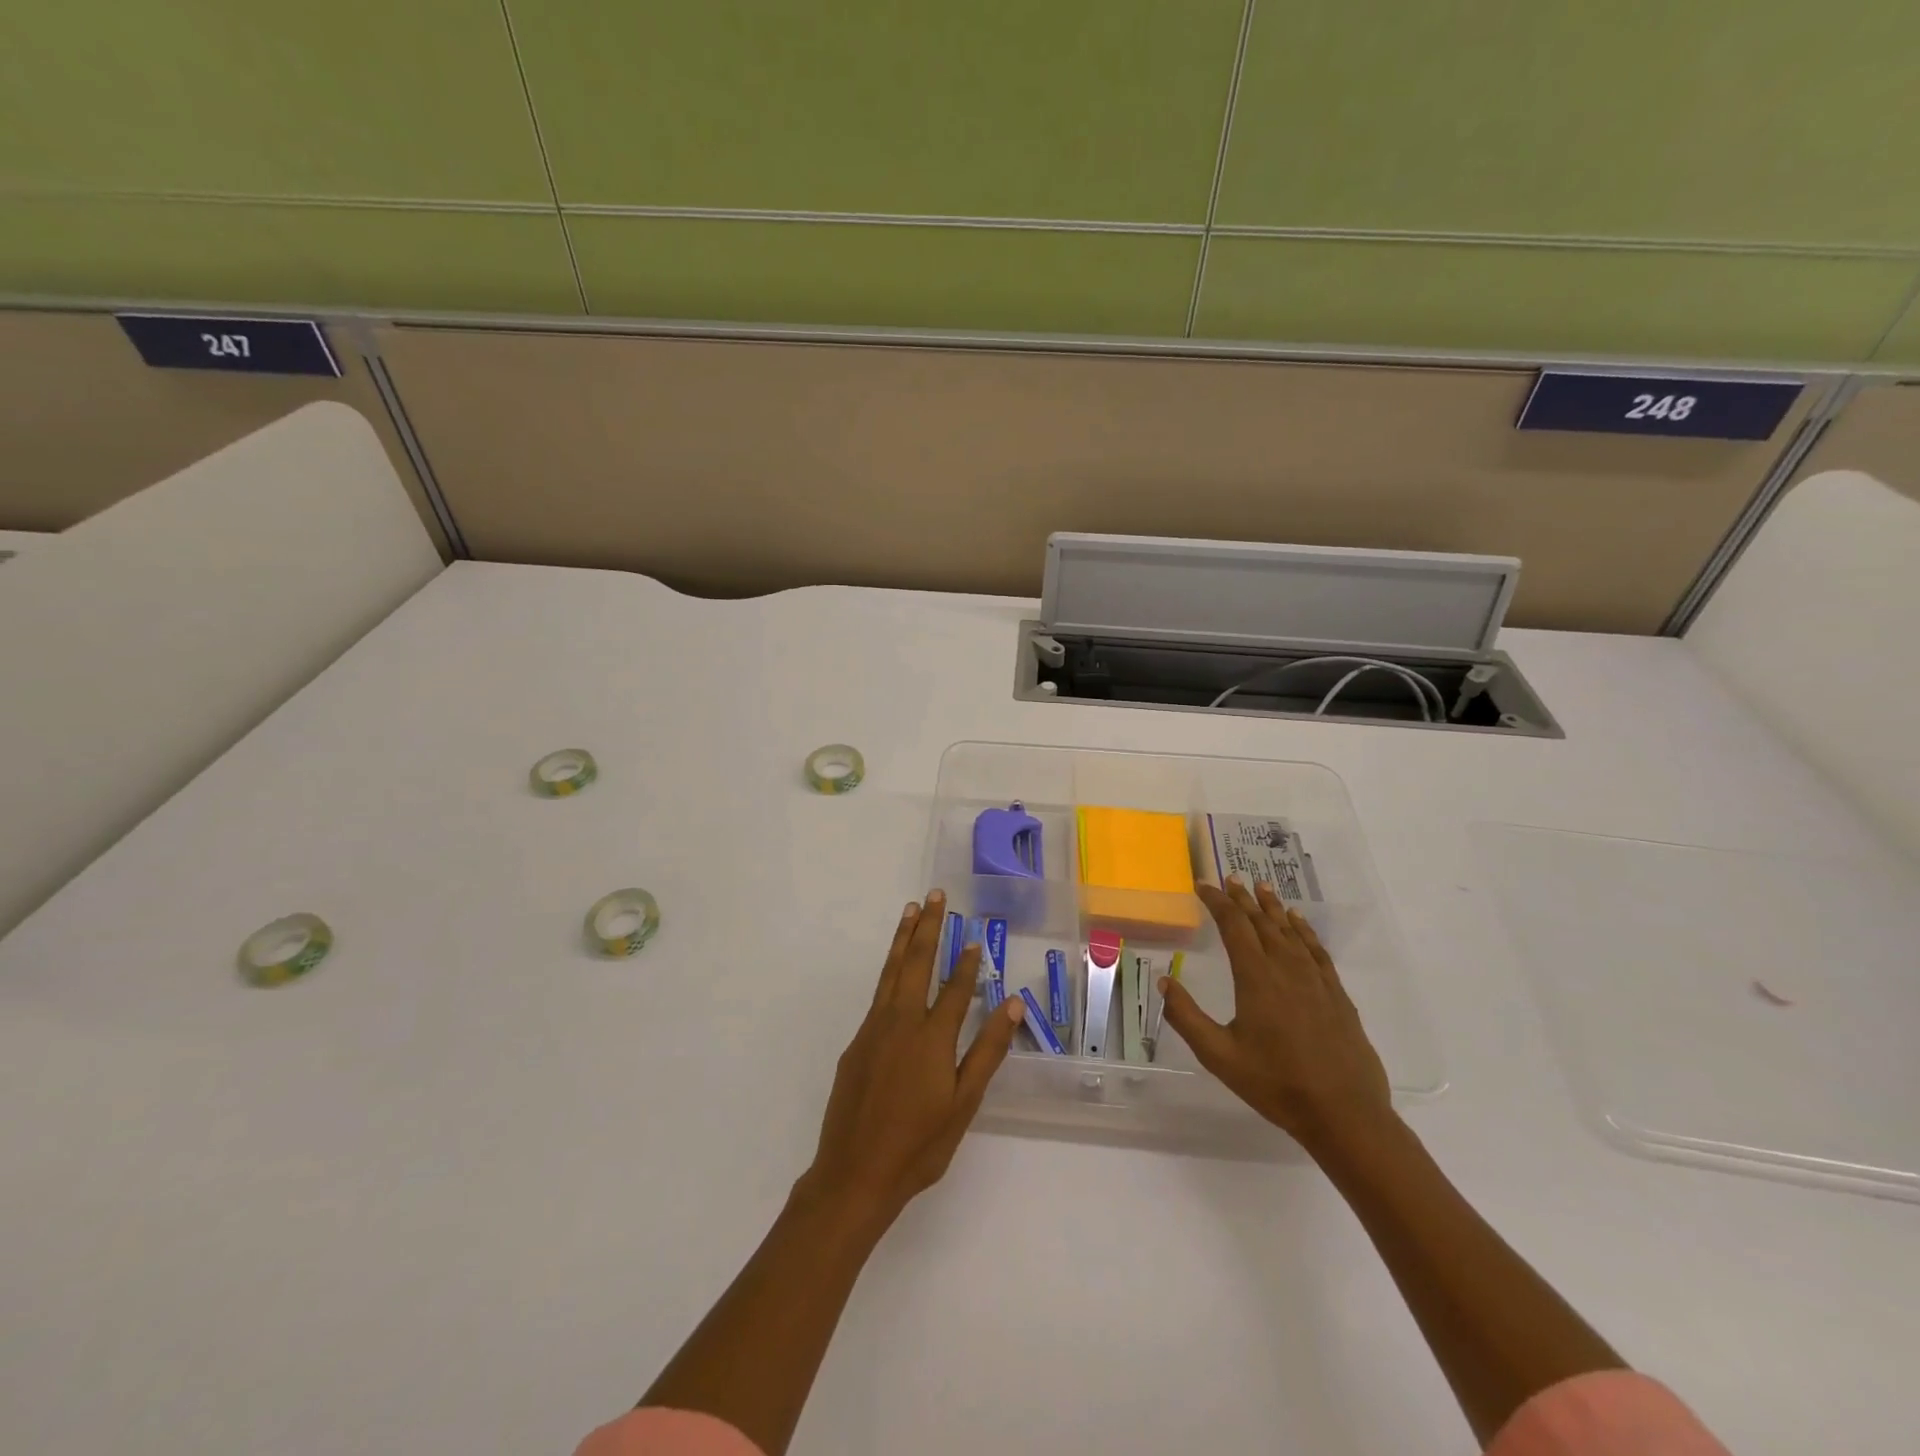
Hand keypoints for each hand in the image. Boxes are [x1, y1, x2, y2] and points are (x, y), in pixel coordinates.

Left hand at [803, 892, 1025, 1227]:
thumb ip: (987, 1051)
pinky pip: (878, 995)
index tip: (973, 936)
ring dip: (903, 939)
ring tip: (911, 911)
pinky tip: (895, 970)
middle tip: (934, 895)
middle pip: (916, 963)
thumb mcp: (963, 1103)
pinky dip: (889, 971)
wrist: (854, 1174)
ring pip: (891, 972)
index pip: (954, 988)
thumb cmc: (918, 1145)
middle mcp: (900, 1022)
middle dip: (927, 927)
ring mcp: (873, 1030)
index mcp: (931, 1037)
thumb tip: (1011, 1004)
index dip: (966, 962)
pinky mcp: (856, 1043)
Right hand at [1159, 879, 1391, 1150]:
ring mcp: (1315, 980)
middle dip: (1243, 898)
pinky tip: (1299, 923)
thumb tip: (1164, 980)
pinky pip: (1316, 950)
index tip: (1203, 886)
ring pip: (1291, 931)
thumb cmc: (1276, 1084)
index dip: (1217, 902)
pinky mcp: (1336, 994)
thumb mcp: (1219, 1055)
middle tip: (1230, 878)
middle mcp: (1286, 968)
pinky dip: (1304, 930)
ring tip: (1262, 887)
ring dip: (1273, 907)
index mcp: (1256, 978)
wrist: (1344, 1113)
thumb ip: (1187, 1017)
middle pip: (1262, 922)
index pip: (1234, 926)